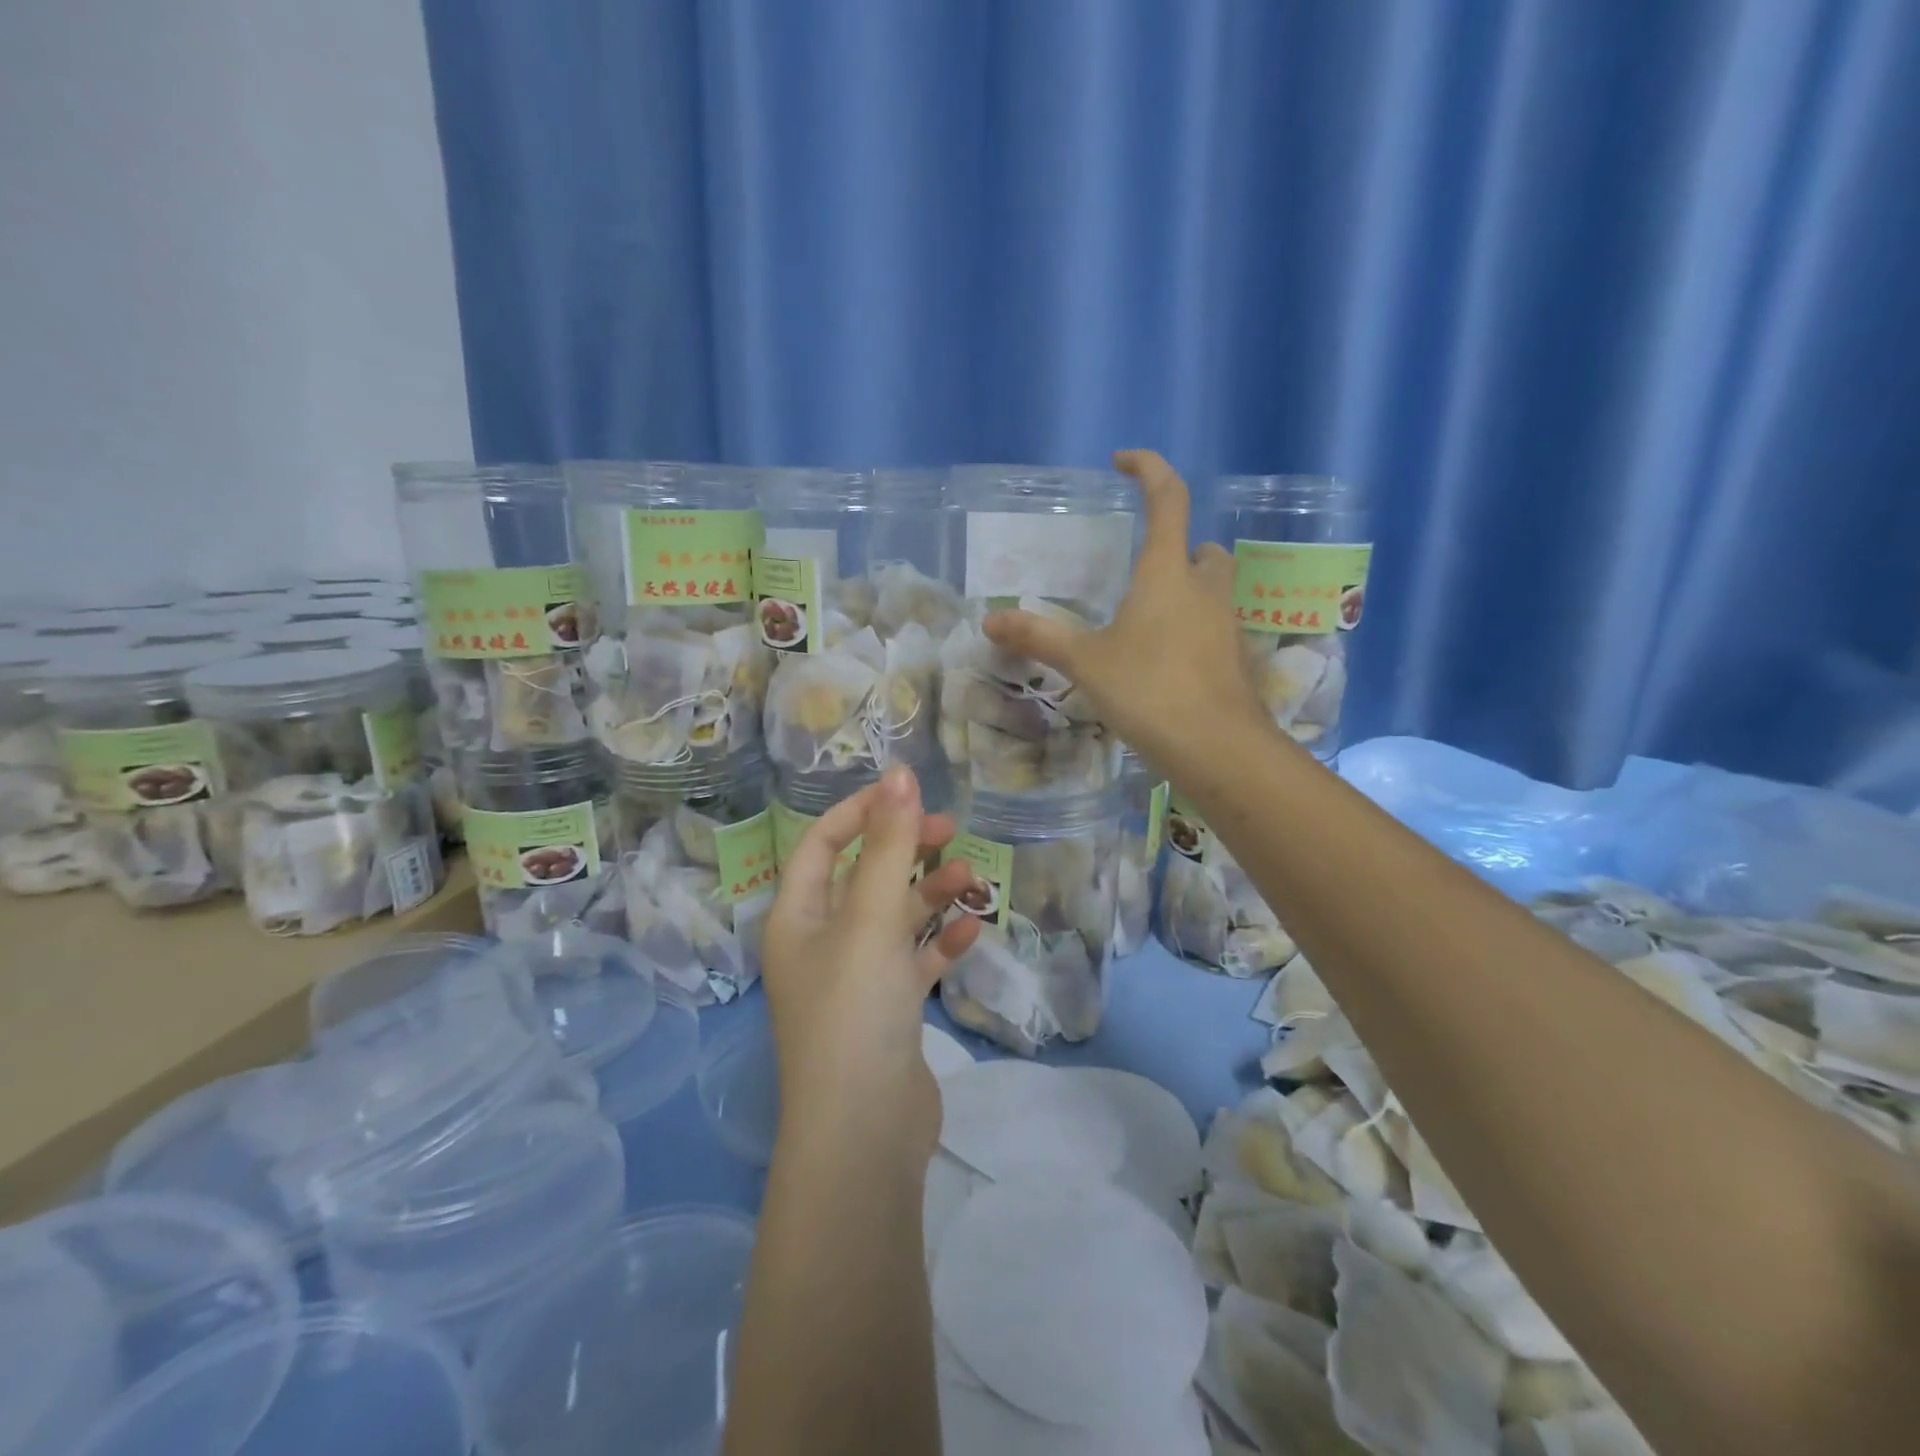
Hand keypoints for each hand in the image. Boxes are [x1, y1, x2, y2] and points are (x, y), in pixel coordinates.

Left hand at [760, 766, 981, 1156]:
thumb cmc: (855, 1009)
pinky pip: (914, 961)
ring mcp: (854, 979)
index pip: (821, 843)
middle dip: (906, 851)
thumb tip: (899, 774)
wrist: (864, 1132)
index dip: (861, 812)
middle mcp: (820, 942)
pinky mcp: (887, 1011)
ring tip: (974, 882)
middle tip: (952, 832)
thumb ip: (889, 845)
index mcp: (797, 916)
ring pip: (894, 919)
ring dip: (930, 896)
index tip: (908, 793)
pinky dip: (940, 943)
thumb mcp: (871, 917)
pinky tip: (972, 931)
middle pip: (863, 877)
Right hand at [983, 449, 1270, 775]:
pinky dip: (1193, 631)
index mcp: (1167, 573)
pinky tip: (1165, 663)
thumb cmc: (1149, 690)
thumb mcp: (1086, 662)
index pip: (1167, 499)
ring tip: (1147, 622)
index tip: (1123, 461)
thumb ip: (1039, 637)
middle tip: (1141, 570)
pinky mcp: (1235, 660)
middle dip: (1176, 548)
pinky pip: (1214, 628)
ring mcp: (1227, 625)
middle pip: (1199, 549)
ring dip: (1186, 591)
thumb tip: (989, 620)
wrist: (1218, 748)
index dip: (1148, 469)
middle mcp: (1205, 589)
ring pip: (1212, 590)